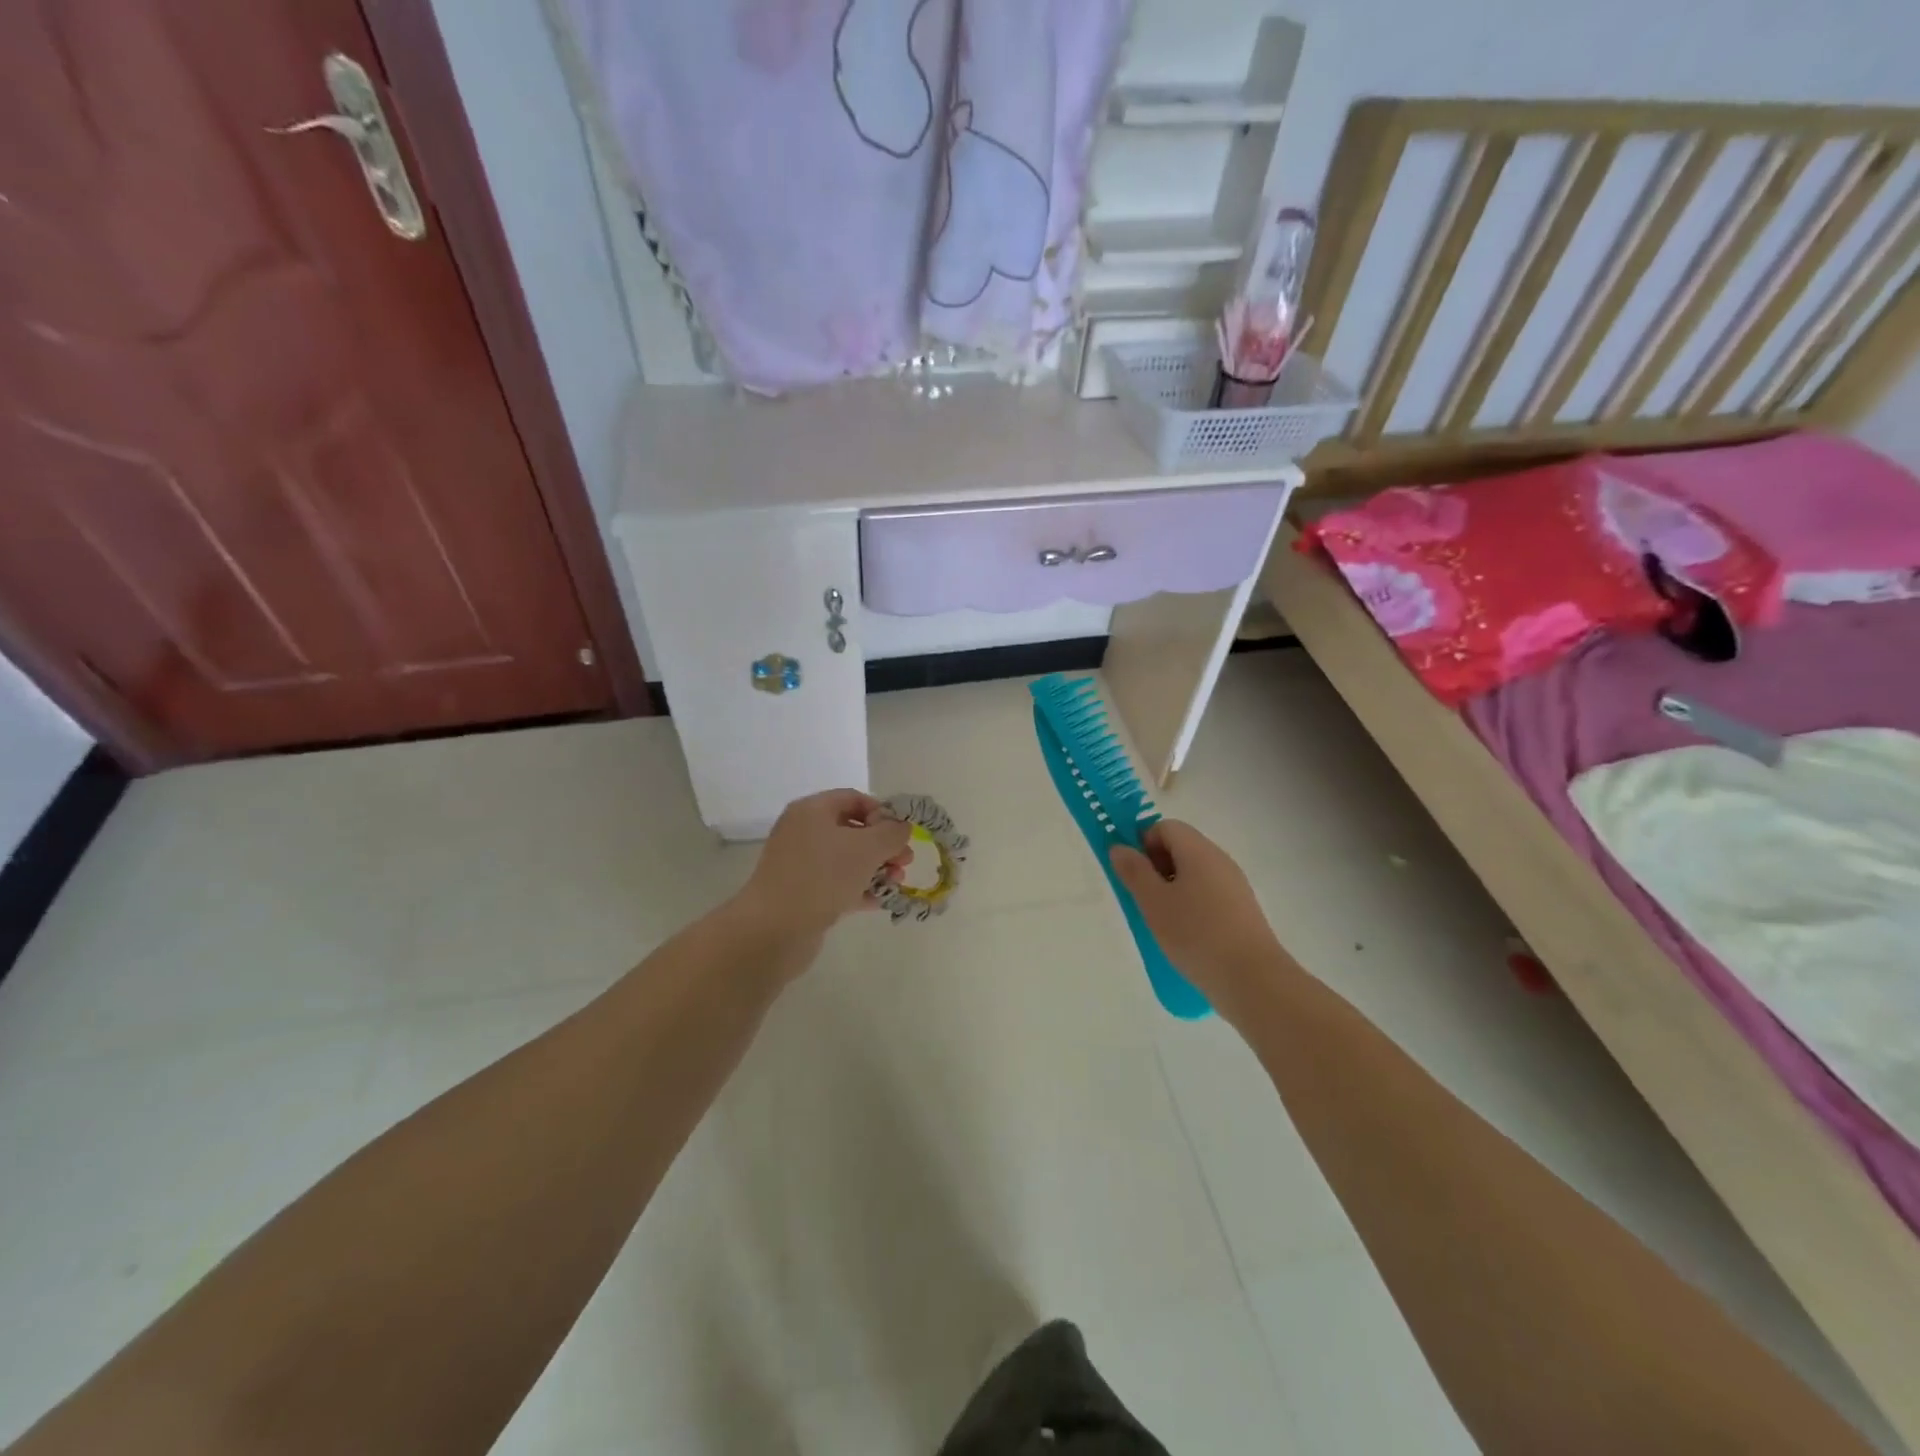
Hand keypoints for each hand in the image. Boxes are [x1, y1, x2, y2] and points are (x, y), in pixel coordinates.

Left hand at [735, 789, 913, 945]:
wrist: (774, 929)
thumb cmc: (822, 877)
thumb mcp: (866, 848)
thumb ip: (891, 833)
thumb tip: (902, 827)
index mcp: (812, 810)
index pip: (854, 799)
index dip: (882, 812)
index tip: (902, 834)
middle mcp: (803, 832)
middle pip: (852, 830)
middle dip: (883, 845)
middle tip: (905, 862)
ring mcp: (800, 864)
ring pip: (846, 859)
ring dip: (875, 868)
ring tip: (896, 883)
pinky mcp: (802, 893)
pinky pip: (836, 883)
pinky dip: (859, 888)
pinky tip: (879, 901)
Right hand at [1109, 820, 1284, 1023]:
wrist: (1252, 979)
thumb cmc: (1196, 934)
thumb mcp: (1153, 902)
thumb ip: (1133, 871)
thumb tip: (1119, 847)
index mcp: (1198, 851)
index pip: (1165, 827)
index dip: (1143, 844)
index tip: (1134, 875)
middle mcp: (1219, 860)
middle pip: (1180, 848)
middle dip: (1156, 867)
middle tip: (1143, 899)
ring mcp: (1235, 885)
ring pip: (1194, 873)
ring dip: (1172, 889)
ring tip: (1162, 922)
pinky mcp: (1242, 910)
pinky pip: (1208, 894)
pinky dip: (1191, 905)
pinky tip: (1185, 935)